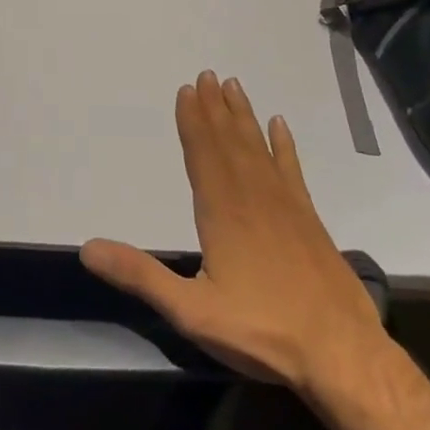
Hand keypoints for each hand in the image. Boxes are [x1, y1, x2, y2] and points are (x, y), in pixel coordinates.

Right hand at [80, 71, 388, 403]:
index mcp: (222, 212)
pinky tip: (280, 126)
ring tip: (234, 87)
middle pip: (229, 142)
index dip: (193, 121)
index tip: (187, 90)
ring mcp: (286, 206)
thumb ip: (140, 276)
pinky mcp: (310, 220)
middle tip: (207, 74)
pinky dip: (284, 145)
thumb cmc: (262, 331)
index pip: (203, 154)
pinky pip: (292, 169)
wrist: (342, 354)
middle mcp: (253, 197)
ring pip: (258, 148)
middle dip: (215, 108)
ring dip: (243, 117)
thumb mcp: (190, 311)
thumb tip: (87, 248)